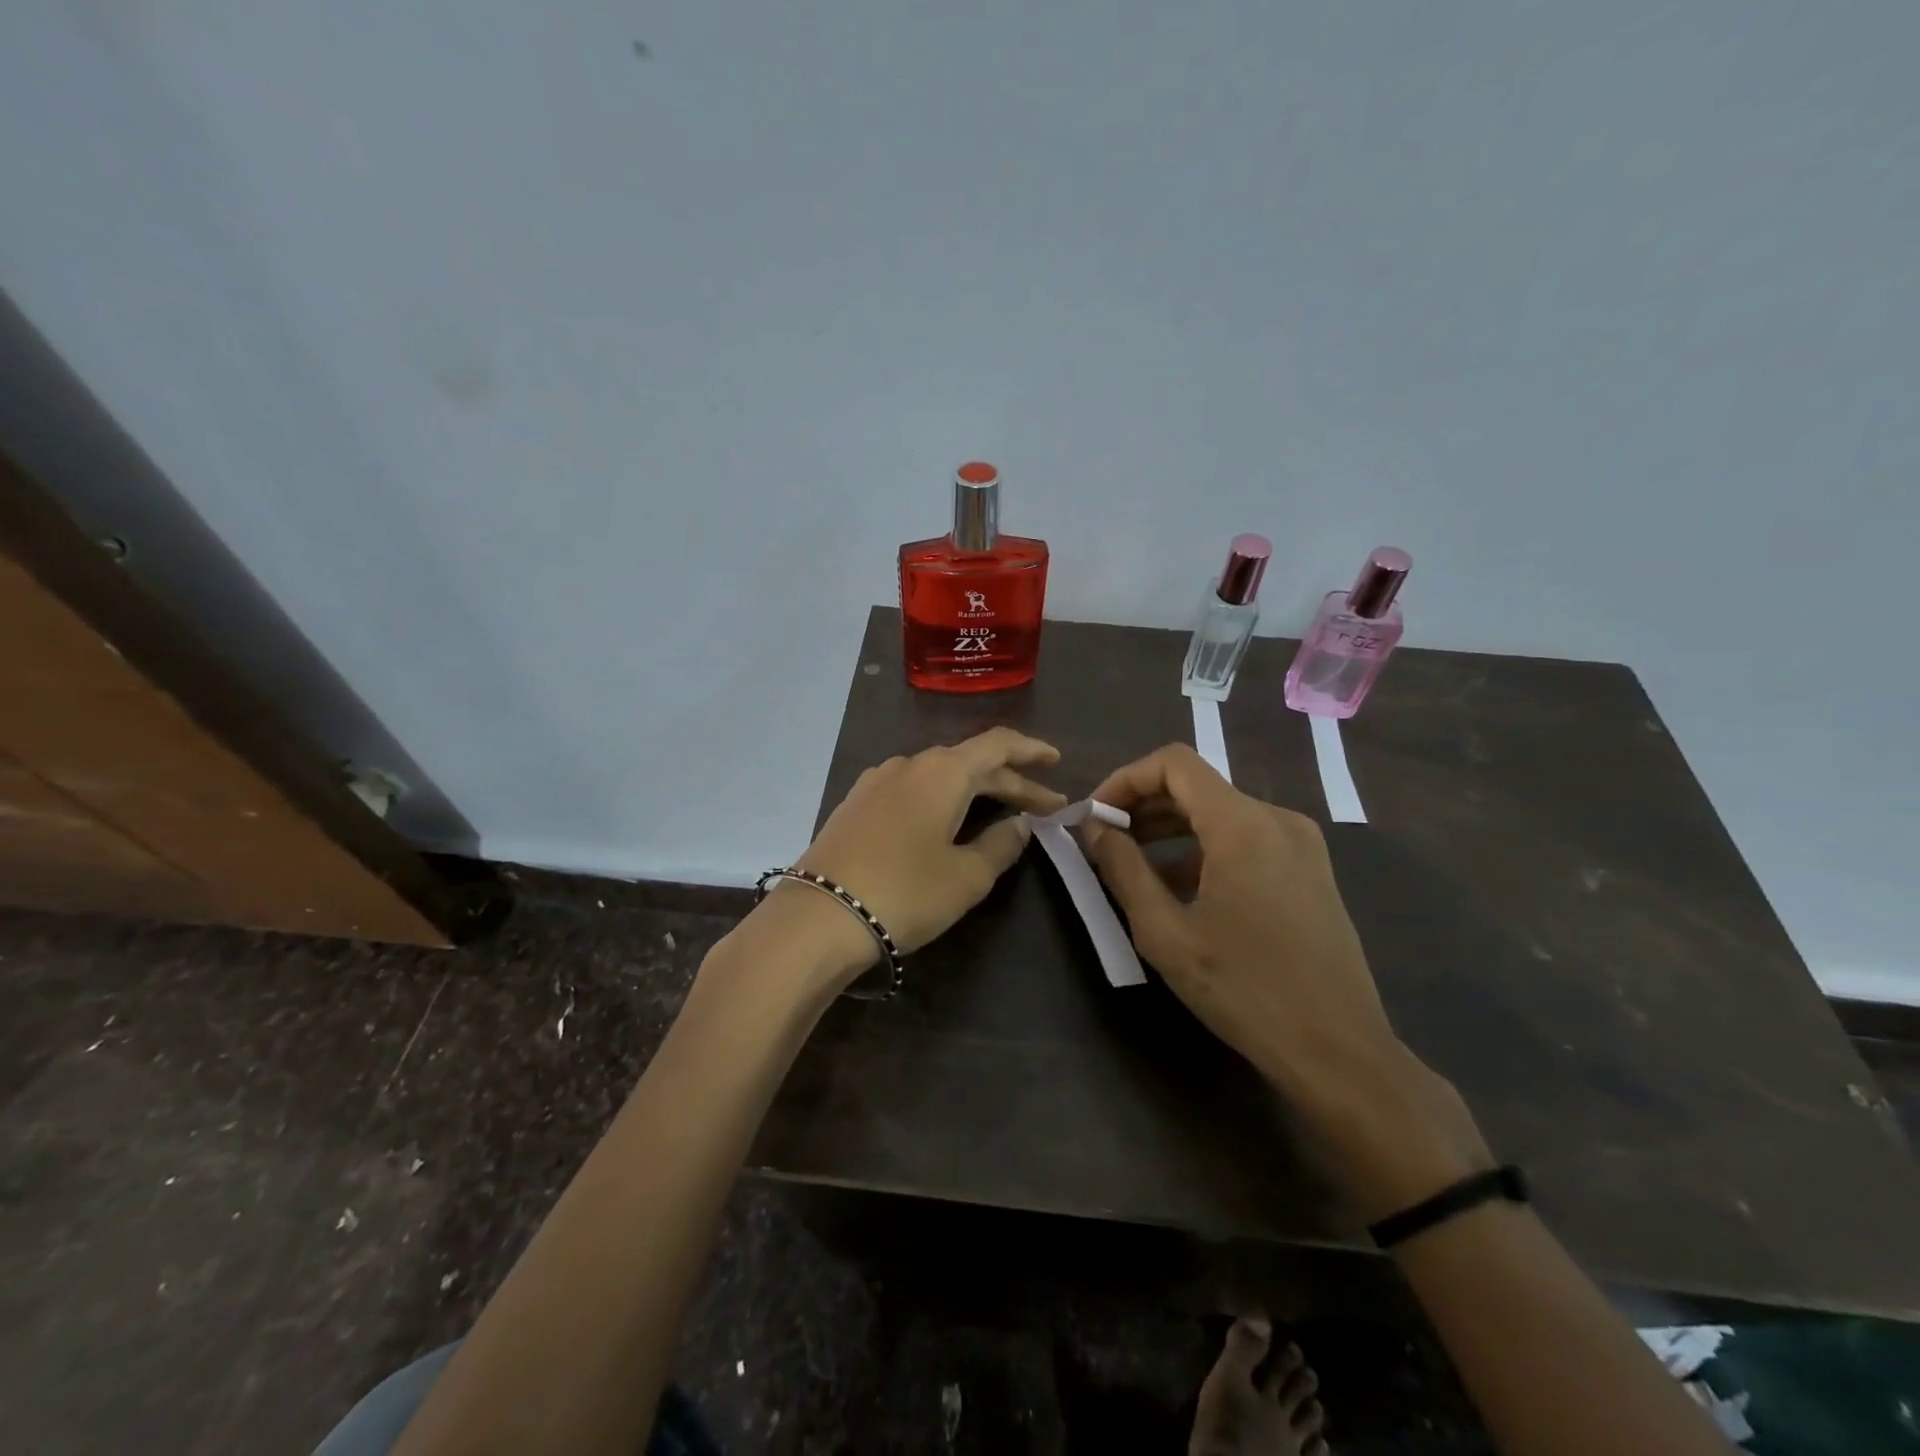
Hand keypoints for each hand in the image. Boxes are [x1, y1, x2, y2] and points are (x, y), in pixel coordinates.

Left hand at [765, 728, 1066, 986]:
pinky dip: (940, 799)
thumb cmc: (905, 892)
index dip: (1031, 751)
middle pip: (970, 762)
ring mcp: (877, 781)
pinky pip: (911, 788)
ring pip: (939, 775)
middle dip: (1010, 781)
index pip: (998, 745)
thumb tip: (1019, 824)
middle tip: (1042, 806)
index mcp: (943, 771)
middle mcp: (910, 764)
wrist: (819, 916)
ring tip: (997, 811)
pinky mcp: (856, 803)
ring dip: (973, 790)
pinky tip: (945, 820)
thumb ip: (1001, 845)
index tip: (1057, 762)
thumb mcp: (967, 876)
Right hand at [1082, 744, 1490, 1215]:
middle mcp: (1277, 819)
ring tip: (1132, 868)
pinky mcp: (1310, 871)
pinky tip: (1180, 891)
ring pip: (1220, 814)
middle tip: (1104, 843)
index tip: (1096, 817)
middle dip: (1143, 807)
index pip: (1174, 763)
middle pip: (1196, 786)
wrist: (1338, 1051)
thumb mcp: (1165, 932)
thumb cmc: (1244, 989)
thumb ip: (1122, 868)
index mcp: (1243, 824)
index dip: (1125, 779)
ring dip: (1170, 831)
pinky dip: (1204, 851)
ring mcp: (1301, 845)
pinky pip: (1245, 840)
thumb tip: (1095, 827)